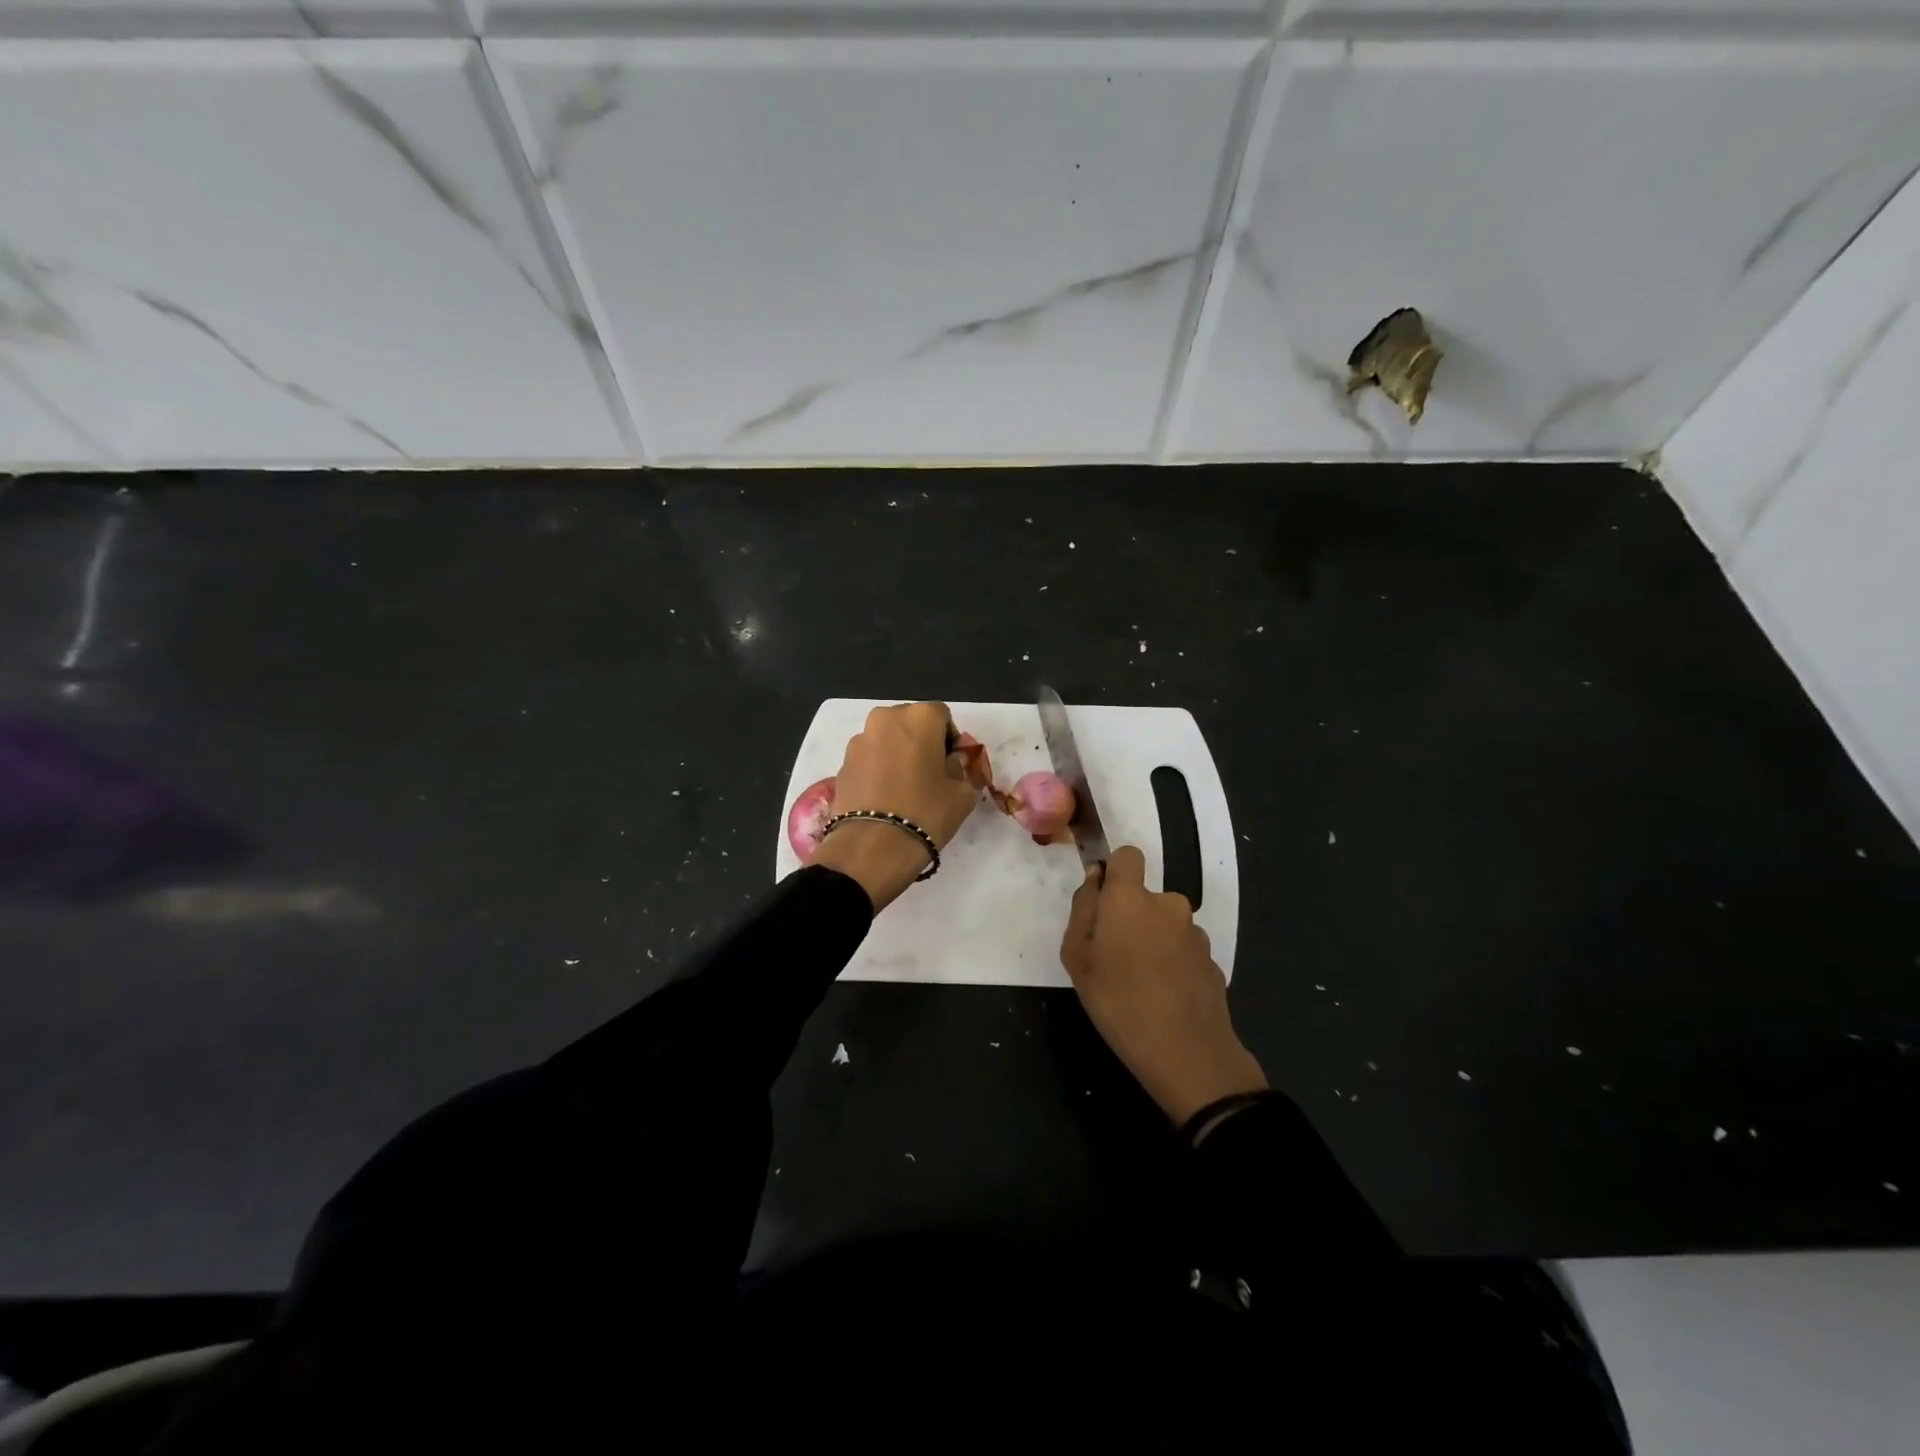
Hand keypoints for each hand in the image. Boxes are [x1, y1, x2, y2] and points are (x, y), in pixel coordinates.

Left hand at [811, 701, 979, 912]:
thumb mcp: (962, 794)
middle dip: (921, 742)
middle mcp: (885, 718)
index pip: (942, 716)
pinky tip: (884, 798)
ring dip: (897, 755)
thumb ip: (960, 769)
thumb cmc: (926, 812)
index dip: (950, 740)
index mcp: (919, 717)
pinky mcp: (842, 764)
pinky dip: (878, 770)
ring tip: (904, 789)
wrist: (872, 847)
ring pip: (886, 740)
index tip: (951, 765)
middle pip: (910, 723)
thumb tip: (951, 763)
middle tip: (929, 774)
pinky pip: (868, 760)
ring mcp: (859, 740)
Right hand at [1059, 846, 1266, 1126]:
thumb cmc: (1118, 1001)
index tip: (1103, 901)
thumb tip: (1095, 879)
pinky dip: (1172, 965)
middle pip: (1145, 897)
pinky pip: (1182, 951)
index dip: (1115, 871)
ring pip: (1165, 926)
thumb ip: (1083, 909)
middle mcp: (1168, 904)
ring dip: (1152, 942)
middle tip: (1112, 959)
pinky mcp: (1212, 961)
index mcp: (1131, 898)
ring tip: (1139, 985)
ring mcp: (1195, 934)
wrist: (1186, 1053)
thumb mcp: (1077, 957)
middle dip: (1130, 917)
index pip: (1128, 855)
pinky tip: (1164, 998)